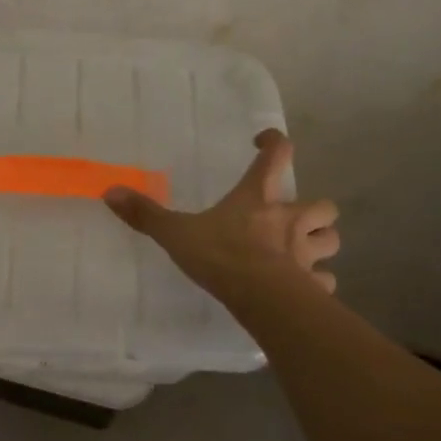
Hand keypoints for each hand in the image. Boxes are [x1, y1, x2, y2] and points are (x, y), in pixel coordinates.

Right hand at [104, 129, 338, 295]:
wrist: (261, 298)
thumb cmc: (222, 256)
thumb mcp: (177, 233)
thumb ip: (146, 214)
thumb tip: (110, 191)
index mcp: (259, 199)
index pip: (276, 156)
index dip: (274, 143)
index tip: (264, 142)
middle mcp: (290, 220)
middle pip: (323, 205)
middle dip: (314, 210)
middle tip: (294, 217)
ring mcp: (307, 253)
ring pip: (331, 241)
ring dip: (321, 242)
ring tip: (304, 251)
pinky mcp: (313, 284)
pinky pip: (324, 281)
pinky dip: (318, 282)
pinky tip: (304, 289)